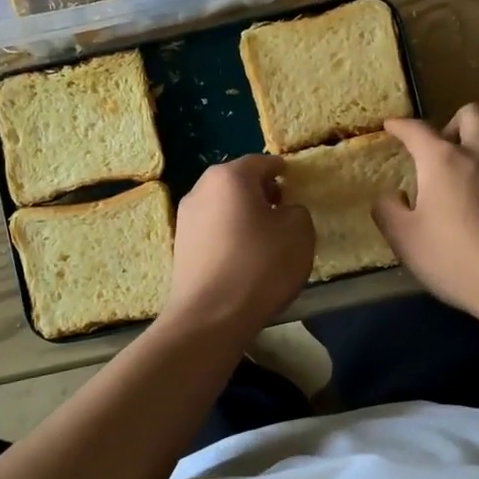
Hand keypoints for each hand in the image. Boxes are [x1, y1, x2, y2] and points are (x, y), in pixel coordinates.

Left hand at [164, 154, 314, 339]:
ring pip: (222, 205)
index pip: (261, 162)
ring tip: (264, 236)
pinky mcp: (180, 245)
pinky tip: (243, 256)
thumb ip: (296, 211)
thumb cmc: (259, 266)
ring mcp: (185, 217)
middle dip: (260, 191)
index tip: (294, 182)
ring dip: (242, 214)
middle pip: (237, 182)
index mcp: (230, 176)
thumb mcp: (298, 233)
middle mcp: (201, 188)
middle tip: (282, 208)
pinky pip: (212, 229)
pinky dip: (228, 234)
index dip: (281, 171)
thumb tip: (284, 211)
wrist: (210, 316)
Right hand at [376, 105, 478, 321]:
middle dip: (451, 125)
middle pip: (470, 115)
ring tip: (462, 184)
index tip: (391, 126)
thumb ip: (389, 210)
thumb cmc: (455, 259)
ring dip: (476, 151)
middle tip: (438, 154)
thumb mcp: (406, 240)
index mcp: (445, 160)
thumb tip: (390, 196)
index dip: (400, 126)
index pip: (417, 129)